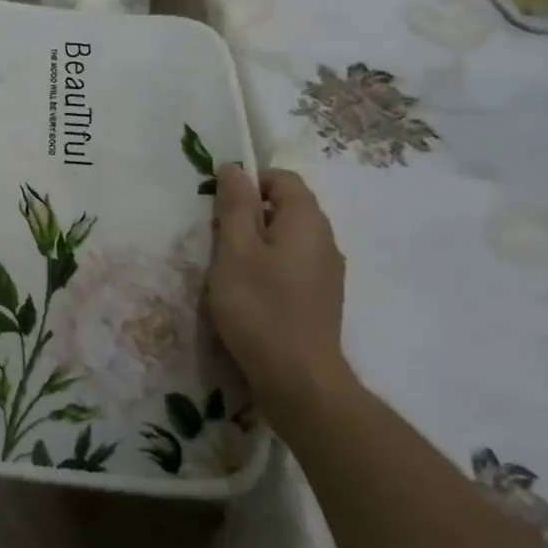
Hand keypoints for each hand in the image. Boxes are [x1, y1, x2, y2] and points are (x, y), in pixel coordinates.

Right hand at [206, 165, 353, 417]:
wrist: (299, 380)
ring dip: (258, 243)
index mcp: (307, 221)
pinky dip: (270, 267)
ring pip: (289, 238)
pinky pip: (294, 264)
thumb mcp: (235, 251)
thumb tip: (234, 168)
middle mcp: (325, 240)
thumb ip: (235, 206)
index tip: (220, 209)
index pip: (282, 179)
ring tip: (230, 269)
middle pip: (287, 207)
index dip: (250, 184)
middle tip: (219, 240)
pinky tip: (251, 293)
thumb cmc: (260, 308)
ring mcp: (327, 271)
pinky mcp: (321, 298)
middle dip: (250, 214)